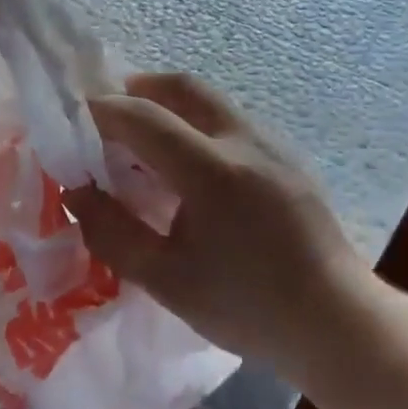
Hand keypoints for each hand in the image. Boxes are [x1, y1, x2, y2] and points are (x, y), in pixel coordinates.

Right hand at [65, 73, 370, 386]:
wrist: (336, 321)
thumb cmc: (246, 307)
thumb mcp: (165, 280)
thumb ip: (112, 231)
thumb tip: (76, 192)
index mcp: (212, 170)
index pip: (142, 117)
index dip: (100, 111)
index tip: (70, 118)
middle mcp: (243, 141)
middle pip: (181, 87)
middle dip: (136, 89)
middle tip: (105, 113)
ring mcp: (272, 145)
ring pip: (209, 101)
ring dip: (168, 106)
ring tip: (140, 141)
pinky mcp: (286, 159)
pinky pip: (229, 122)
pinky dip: (195, 125)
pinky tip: (186, 168)